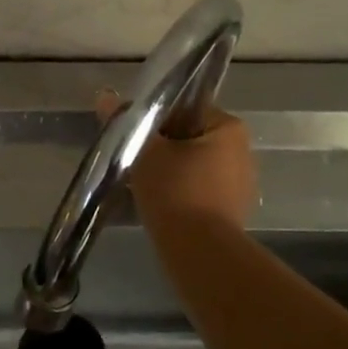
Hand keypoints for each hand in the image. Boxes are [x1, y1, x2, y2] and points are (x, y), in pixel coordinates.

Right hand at [96, 89, 256, 229]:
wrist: (199, 252)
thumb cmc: (175, 191)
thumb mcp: (144, 151)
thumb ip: (126, 122)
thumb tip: (104, 96)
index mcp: (229, 127)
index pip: (186, 109)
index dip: (155, 120)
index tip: (134, 136)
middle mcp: (243, 151)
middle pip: (189, 138)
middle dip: (162, 148)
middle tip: (134, 161)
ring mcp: (240, 184)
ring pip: (193, 166)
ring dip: (169, 172)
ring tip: (141, 184)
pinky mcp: (232, 212)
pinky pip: (199, 191)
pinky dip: (180, 193)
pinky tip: (159, 204)